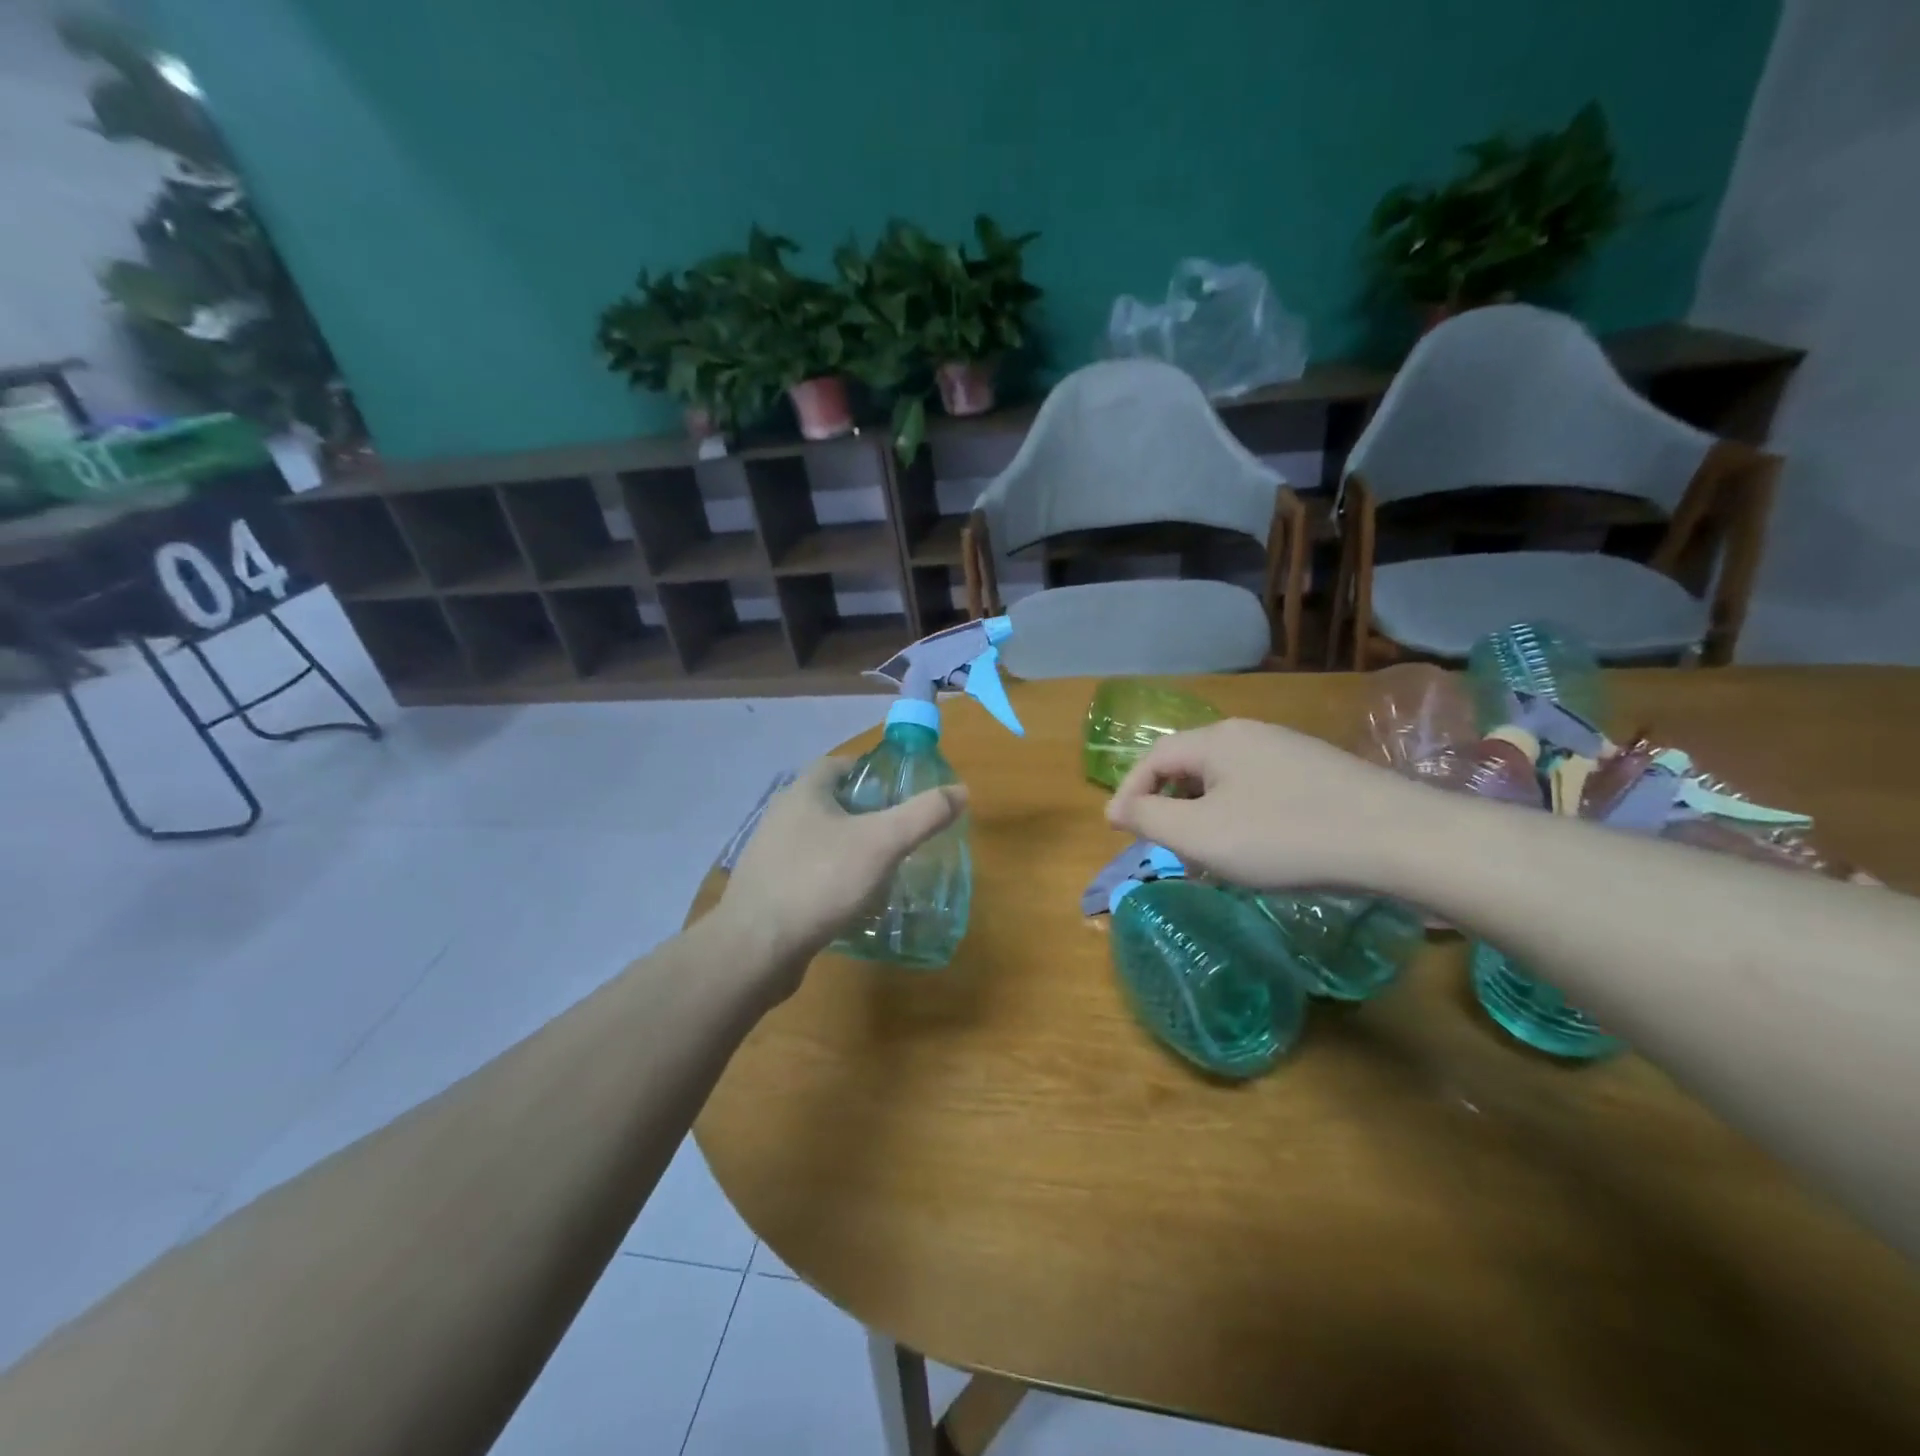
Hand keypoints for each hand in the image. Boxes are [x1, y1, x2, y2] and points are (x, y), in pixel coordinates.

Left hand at [716, 756, 967, 997]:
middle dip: (865, 812)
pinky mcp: (768, 889)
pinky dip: (833, 876)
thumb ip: (923, 815)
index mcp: (803, 792)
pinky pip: (808, 871)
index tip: (900, 791)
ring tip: (883, 866)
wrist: (756, 948)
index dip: (871, 771)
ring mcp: (770, 854)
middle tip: (899, 831)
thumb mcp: (882, 843)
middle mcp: (782, 816)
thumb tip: (961, 791)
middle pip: (830, 802)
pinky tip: (853, 899)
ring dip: (850, 847)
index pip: (839, 765)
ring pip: (819, 839)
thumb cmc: (820, 882)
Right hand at [1106, 718, 1428, 891]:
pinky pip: (1259, 792)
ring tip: (1212, 858)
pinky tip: (1260, 852)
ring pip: (1225, 783)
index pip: (1153, 758)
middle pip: (1189, 768)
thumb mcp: (1201, 834)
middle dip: (1169, 808)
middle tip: (1167, 849)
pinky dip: (1241, 819)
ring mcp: (1289, 751)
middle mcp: (1250, 734)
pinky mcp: (1319, 774)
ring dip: (1205, 818)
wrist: (1399, 838)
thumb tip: (1116, 807)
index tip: (1118, 831)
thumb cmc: (1284, 836)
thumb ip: (1148, 817)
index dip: (1129, 794)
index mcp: (1216, 739)